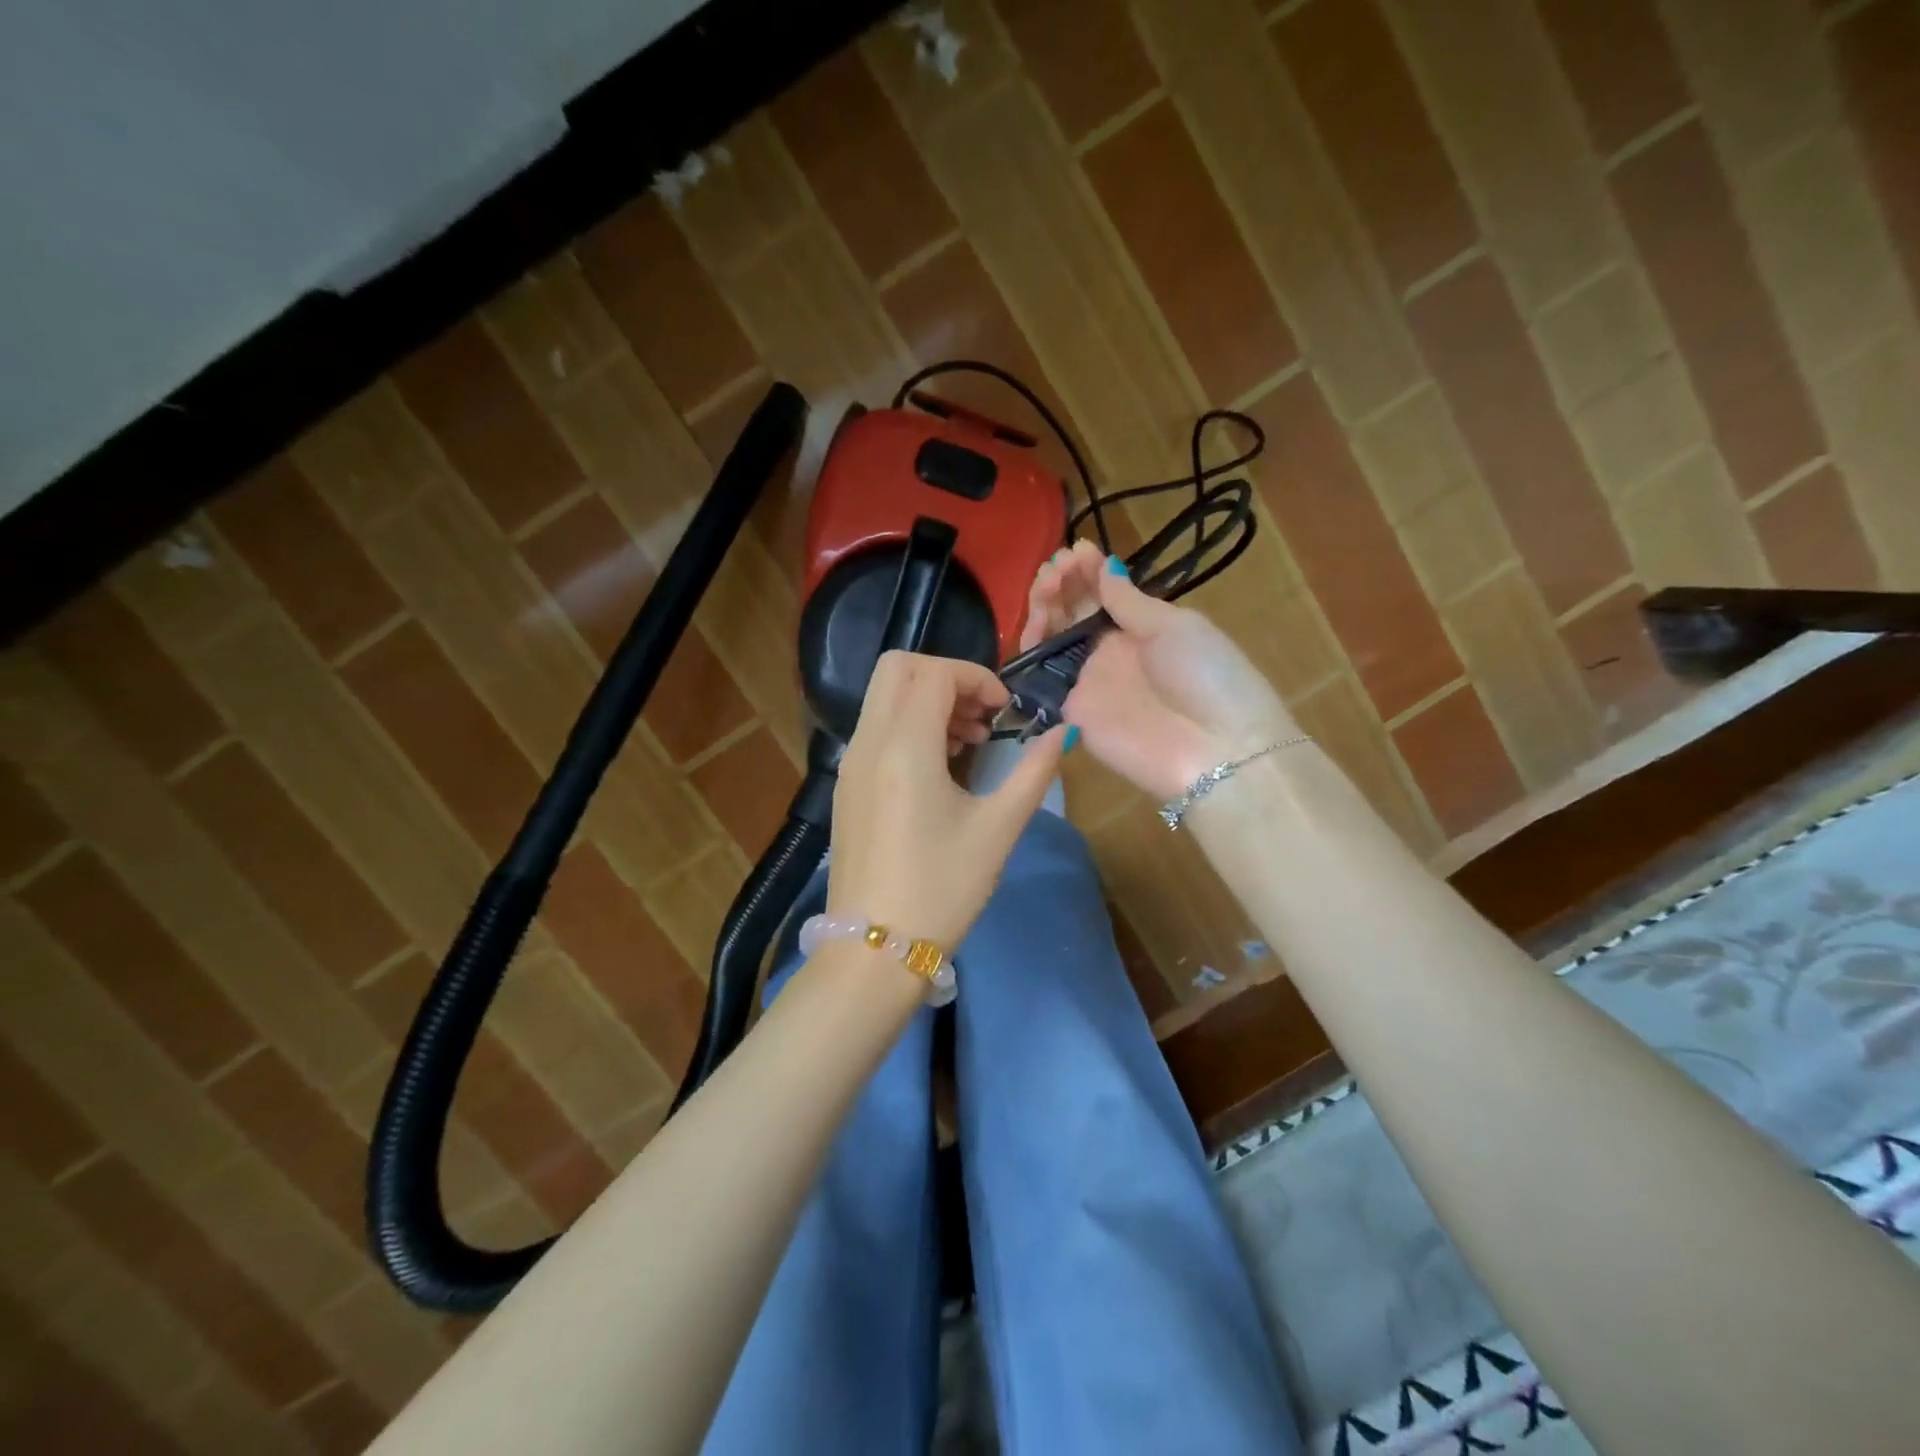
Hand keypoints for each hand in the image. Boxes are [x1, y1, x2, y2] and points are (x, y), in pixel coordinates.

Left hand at [828, 652, 1068, 948]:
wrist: (873, 951)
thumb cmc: (941, 889)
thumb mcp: (997, 829)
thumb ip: (1033, 773)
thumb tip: (1063, 734)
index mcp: (903, 747)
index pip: (933, 672)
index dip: (975, 678)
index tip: (1005, 712)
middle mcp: (867, 743)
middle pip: (896, 668)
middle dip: (944, 677)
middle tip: (981, 717)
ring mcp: (849, 764)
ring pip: (882, 697)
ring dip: (926, 701)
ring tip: (968, 743)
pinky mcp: (845, 787)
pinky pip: (874, 729)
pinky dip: (907, 726)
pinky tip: (939, 768)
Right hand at [1022, 540, 1299, 800]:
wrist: (1216, 749)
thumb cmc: (1206, 676)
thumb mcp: (1174, 627)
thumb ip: (1130, 602)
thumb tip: (1106, 566)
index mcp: (1141, 628)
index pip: (1102, 593)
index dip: (1085, 571)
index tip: (1075, 550)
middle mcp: (1110, 652)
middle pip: (1071, 613)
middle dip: (1059, 584)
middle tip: (1056, 569)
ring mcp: (1089, 682)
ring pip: (1052, 640)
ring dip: (1044, 608)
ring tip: (1047, 588)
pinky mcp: (1072, 713)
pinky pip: (1043, 680)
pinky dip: (1032, 652)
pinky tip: (1035, 627)